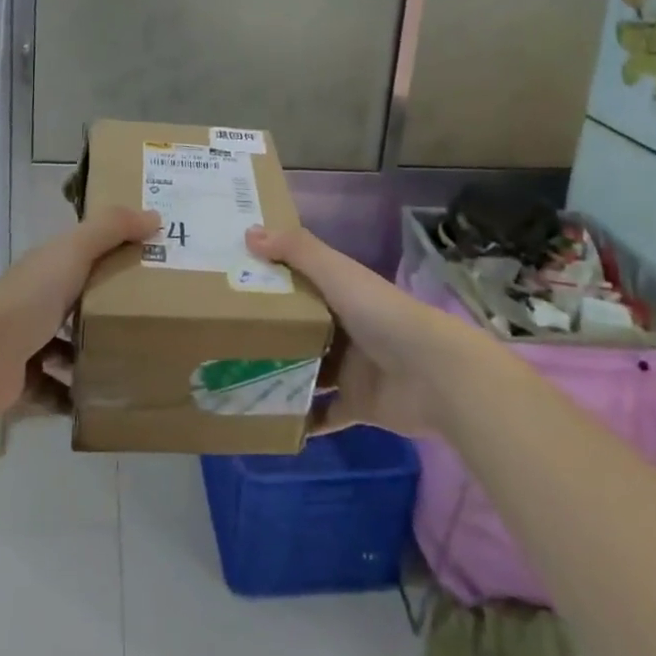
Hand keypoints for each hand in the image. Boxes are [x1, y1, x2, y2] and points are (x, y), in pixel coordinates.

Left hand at [0, 207, 158, 416]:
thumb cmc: (31, 297)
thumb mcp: (74, 251)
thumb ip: (111, 228)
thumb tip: (155, 215)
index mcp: (48, 267)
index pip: (84, 254)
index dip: (114, 254)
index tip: (152, 264)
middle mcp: (35, 300)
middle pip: (77, 301)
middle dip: (108, 310)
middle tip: (152, 320)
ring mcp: (26, 341)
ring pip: (67, 347)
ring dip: (92, 355)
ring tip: (131, 363)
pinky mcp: (22, 380)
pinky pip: (55, 389)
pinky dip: (74, 395)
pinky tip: (102, 399)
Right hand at [245, 225, 462, 438]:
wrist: (434, 374)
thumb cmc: (381, 314)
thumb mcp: (336, 273)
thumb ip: (296, 251)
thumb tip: (248, 233)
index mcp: (341, 294)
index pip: (299, 283)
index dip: (269, 281)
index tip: (230, 284)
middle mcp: (345, 329)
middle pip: (300, 330)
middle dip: (267, 334)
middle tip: (221, 339)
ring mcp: (351, 370)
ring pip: (308, 372)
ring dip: (280, 377)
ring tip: (235, 381)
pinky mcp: (357, 406)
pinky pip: (323, 415)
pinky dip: (302, 420)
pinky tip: (268, 422)